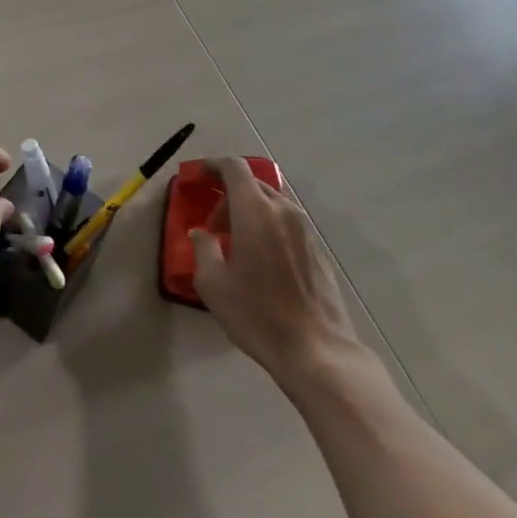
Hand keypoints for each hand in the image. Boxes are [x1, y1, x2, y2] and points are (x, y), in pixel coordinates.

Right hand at [191, 158, 364, 387]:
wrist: (318, 352)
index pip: (234, 168)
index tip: (199, 176)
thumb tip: (201, 233)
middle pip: (252, 184)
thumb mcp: (214, 284)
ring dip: (250, 213)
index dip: (213, 166)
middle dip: (228, 196)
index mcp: (255, 210)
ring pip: (271, 204)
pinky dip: (268, 228)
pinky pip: (286, 224)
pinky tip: (262, 262)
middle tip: (213, 227)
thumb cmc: (258, 314)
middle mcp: (283, 211)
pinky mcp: (318, 251)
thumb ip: (203, 248)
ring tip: (237, 245)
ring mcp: (305, 230)